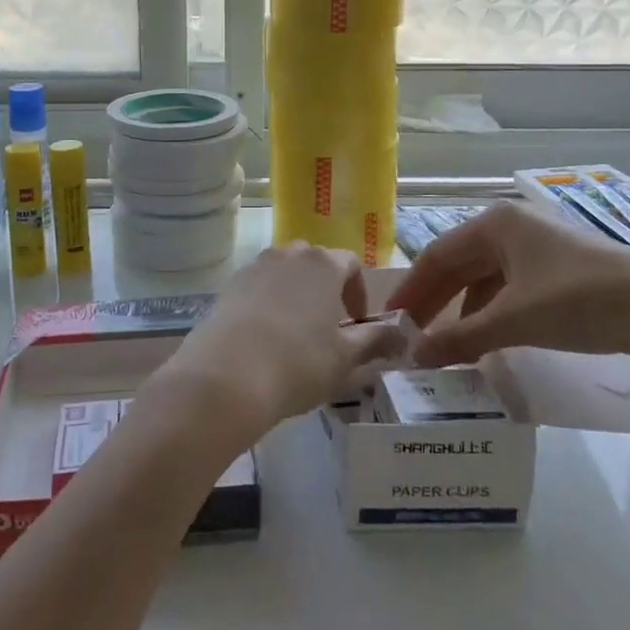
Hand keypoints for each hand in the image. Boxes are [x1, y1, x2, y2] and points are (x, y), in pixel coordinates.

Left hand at [152, 243, 406, 439]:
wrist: (226, 376)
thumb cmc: (298, 363)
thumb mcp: (347, 358)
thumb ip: (377, 341)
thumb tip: (403, 334)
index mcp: (323, 263)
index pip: (350, 264)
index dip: (359, 292)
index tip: (358, 325)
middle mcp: (289, 253)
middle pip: (315, 263)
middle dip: (326, 289)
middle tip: (329, 329)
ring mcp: (255, 266)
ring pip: (285, 273)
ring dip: (296, 295)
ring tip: (296, 334)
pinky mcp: (229, 285)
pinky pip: (258, 287)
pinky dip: (268, 304)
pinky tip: (265, 339)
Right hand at [386, 201, 629, 366]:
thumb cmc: (577, 300)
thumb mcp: (513, 320)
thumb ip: (461, 338)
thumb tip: (415, 356)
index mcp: (495, 223)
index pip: (437, 255)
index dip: (412, 288)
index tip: (390, 318)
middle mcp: (511, 226)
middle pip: (459, 263)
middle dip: (435, 299)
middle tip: (410, 333)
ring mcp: (537, 246)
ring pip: (484, 276)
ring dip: (462, 308)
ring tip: (445, 342)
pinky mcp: (557, 268)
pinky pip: (509, 286)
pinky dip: (491, 310)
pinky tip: (486, 337)